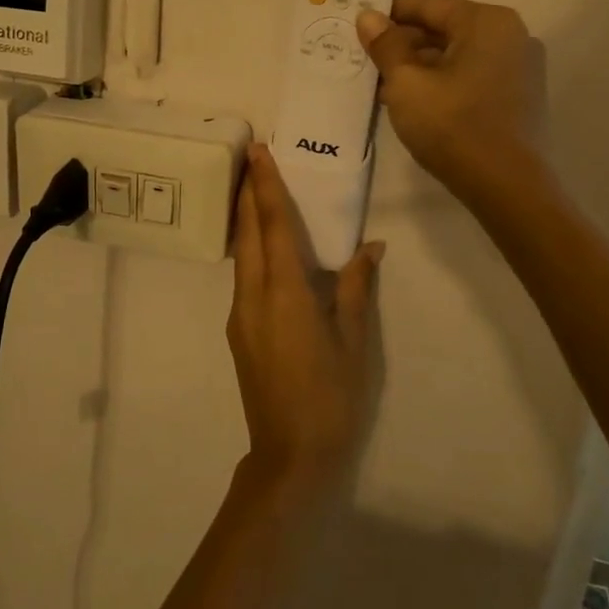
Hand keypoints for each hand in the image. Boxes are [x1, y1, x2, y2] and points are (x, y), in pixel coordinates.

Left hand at [227, 145, 381, 485]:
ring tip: (256, 191)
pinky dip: (251, 250)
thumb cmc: (332, 398)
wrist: (290, 456)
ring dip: (246, 220)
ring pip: (241, 254)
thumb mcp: (354, 342)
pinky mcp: (240, 331)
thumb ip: (355, 288)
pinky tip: (265, 248)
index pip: (272, 226)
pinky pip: (243, 276)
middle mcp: (254, 296)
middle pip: (247, 233)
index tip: (258, 152)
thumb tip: (369, 247)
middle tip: (252, 158)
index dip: (265, 186)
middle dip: (248, 193)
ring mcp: (241, 315)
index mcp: (285, 293)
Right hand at [357, 0, 541, 201]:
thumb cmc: (453, 126)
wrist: (507, 187)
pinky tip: (414, 102)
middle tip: (366, 60)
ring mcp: (520, 66)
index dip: (389, 13)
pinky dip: (443, 82)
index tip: (359, 26)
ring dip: (420, 66)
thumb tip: (368, 16)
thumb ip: (385, 45)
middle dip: (404, 43)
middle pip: (444, 28)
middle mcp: (511, 35)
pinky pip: (472, 75)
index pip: (428, 4)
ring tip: (383, 86)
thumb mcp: (407, 83)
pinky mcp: (519, 95)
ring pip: (457, 54)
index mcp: (487, 22)